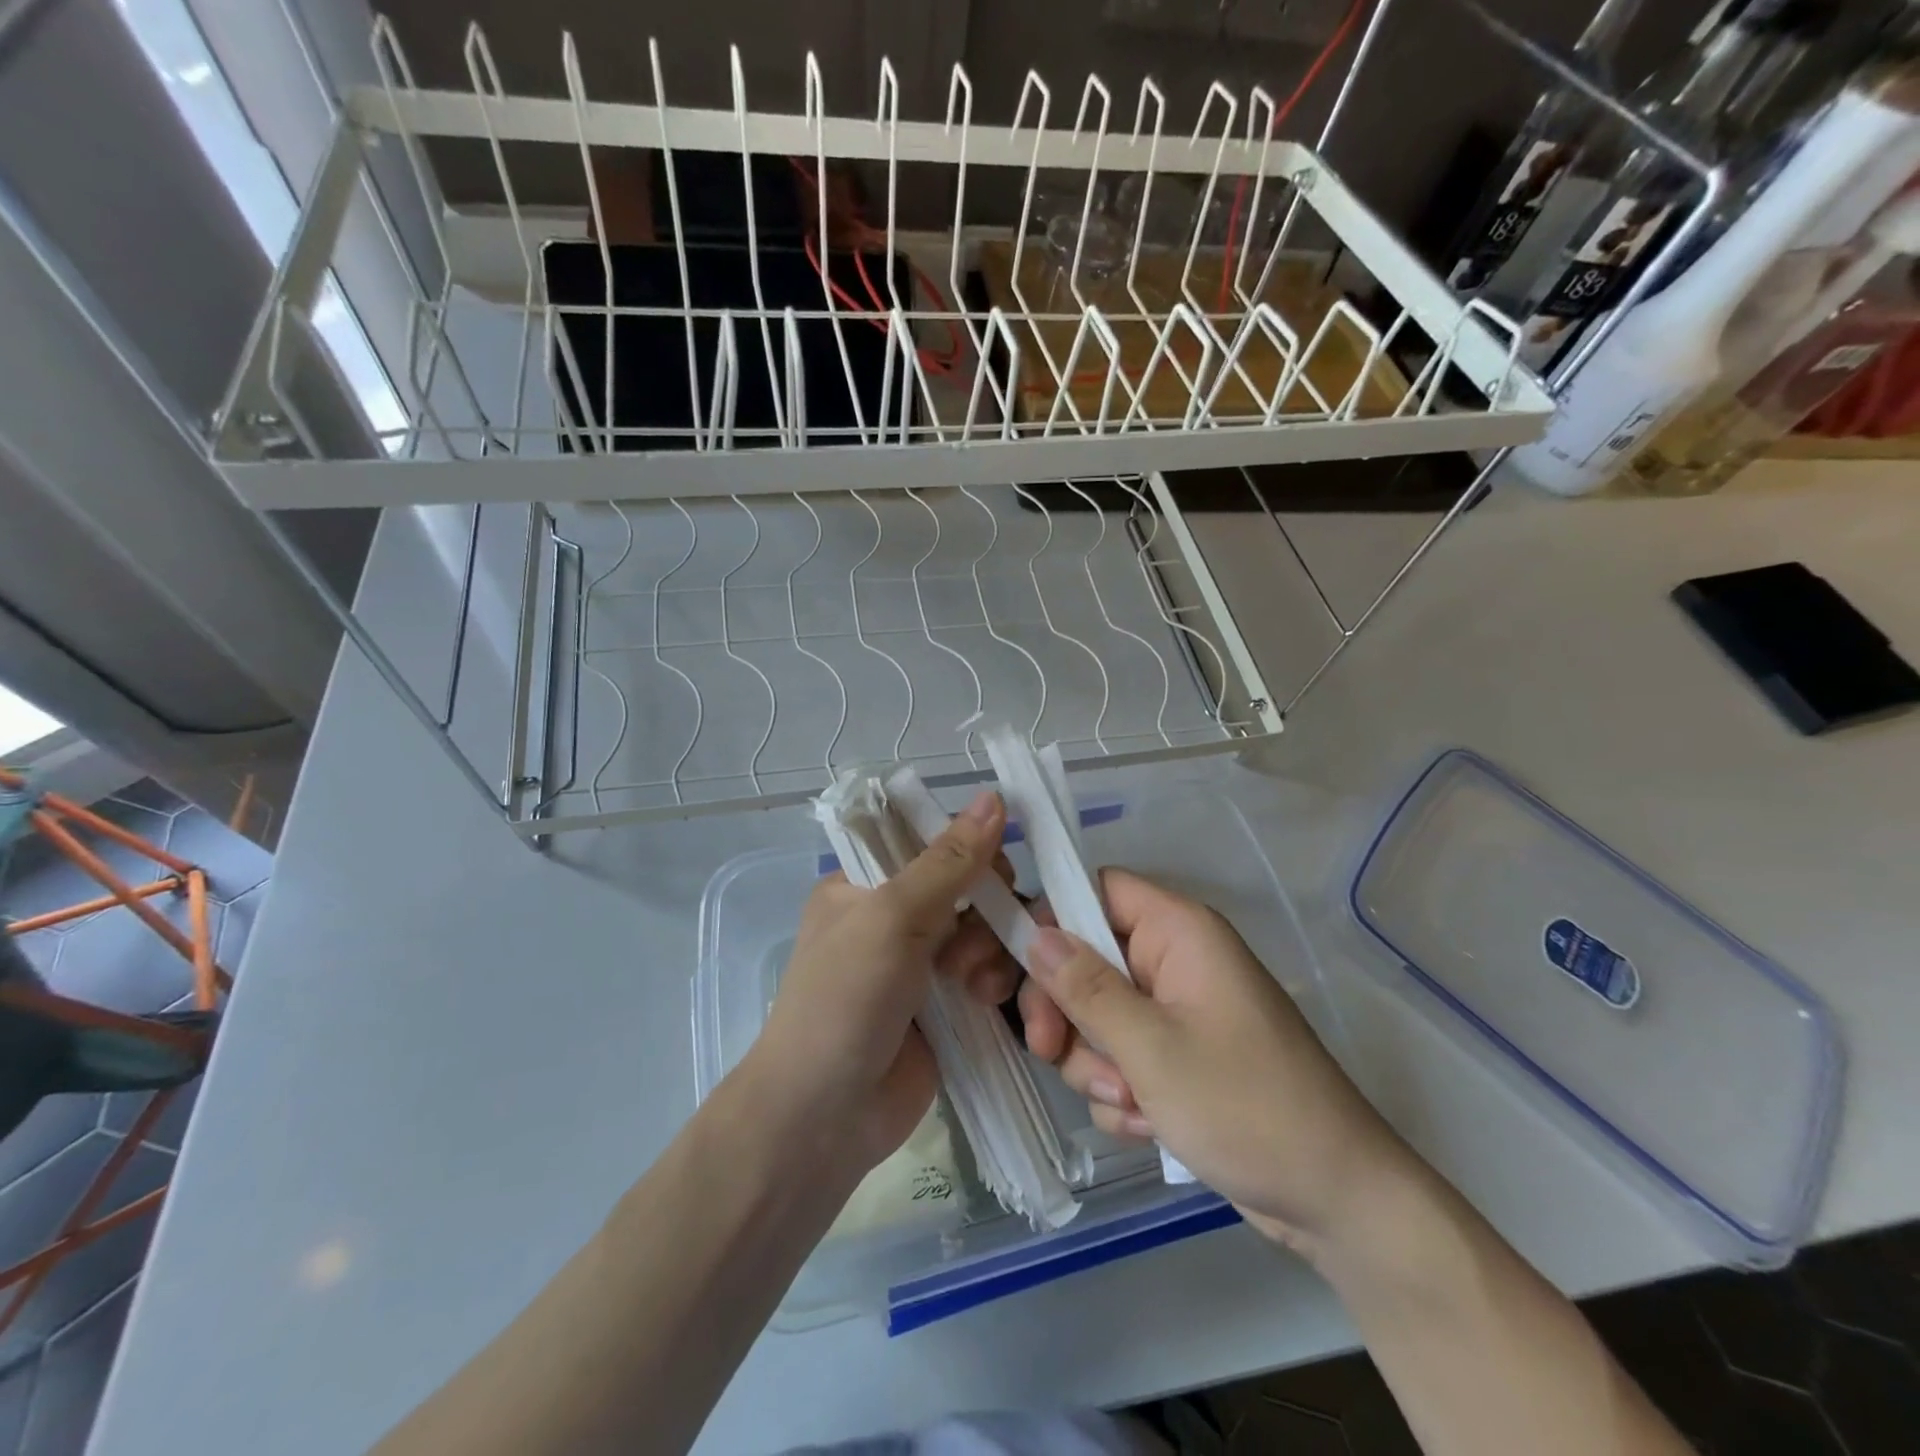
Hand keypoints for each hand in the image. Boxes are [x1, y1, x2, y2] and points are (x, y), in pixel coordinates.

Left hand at [747, 791, 1018, 1174]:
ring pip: (986, 931)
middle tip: (966, 942)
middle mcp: (894, 918)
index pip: (930, 842)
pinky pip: (990, 974)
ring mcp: (922, 965)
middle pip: (968, 887)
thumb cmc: (845, 999)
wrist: (824, 1117)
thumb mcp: (892, 917)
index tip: (992, 869)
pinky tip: (988, 1002)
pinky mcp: (947, 1007)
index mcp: (864, 884)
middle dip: (984, 909)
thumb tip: (994, 796)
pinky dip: (996, 983)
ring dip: (989, 951)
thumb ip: (949, 860)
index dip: (968, 849)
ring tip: (972, 986)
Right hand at [1020, 868, 1418, 1252]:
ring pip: (1097, 1015)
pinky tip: (1150, 1124)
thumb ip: (1085, 988)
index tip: (1021, 969)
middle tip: (1048, 1051)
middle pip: (1086, 958)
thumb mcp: (1151, 1047)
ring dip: (1095, 1063)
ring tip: (1131, 1101)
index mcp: (1178, 932)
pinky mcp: (1178, 1057)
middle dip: (1068, 1013)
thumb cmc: (1246, 1106)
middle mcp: (1174, 960)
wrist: (1336, 1201)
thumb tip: (1034, 934)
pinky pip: (1121, 1056)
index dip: (1053, 919)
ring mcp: (1176, 1011)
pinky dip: (1122, 1091)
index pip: (1096, 890)